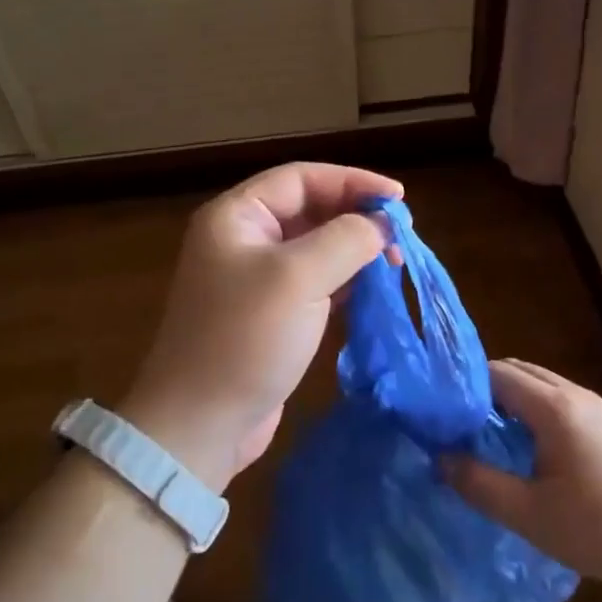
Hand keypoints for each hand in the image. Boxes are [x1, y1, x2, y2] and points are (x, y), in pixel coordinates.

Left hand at [121, 163, 401, 491]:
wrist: (201, 423)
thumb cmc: (245, 339)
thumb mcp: (298, 278)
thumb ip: (346, 239)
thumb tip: (380, 225)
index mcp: (236, 217)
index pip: (301, 178)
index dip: (352, 181)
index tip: (398, 200)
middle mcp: (243, 239)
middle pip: (309, 209)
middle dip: (355, 217)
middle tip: (400, 237)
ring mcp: (256, 279)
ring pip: (315, 247)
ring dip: (354, 250)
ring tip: (393, 263)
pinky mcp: (270, 314)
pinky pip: (314, 282)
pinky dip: (345, 280)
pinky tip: (372, 289)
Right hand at [445, 360, 601, 590]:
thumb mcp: (533, 516)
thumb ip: (481, 485)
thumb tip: (440, 459)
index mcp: (553, 407)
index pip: (495, 373)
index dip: (462, 386)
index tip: (438, 412)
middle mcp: (575, 394)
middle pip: (518, 371)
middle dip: (483, 389)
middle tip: (456, 424)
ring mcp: (599, 406)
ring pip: (542, 385)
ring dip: (511, 400)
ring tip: (488, 436)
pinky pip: (562, 401)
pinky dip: (535, 410)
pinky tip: (534, 450)